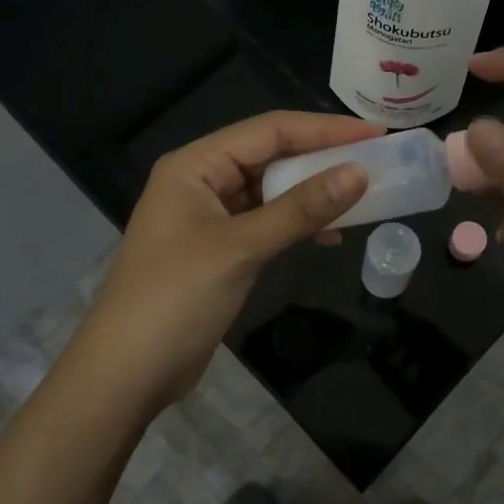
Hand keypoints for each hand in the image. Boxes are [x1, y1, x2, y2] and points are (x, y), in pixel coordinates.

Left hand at [73, 111, 380, 412]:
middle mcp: (202, 181)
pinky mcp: (220, 249)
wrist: (126, 374)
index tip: (375, 134)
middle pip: (271, 156)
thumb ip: (300, 209)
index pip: (269, 131)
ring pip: (272, 190)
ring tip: (363, 195)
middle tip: (376, 160)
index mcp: (196, 165)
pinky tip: (330, 235)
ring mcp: (210, 216)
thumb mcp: (241, 248)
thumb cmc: (176, 298)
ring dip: (313, 192)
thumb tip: (359, 173)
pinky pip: (268, 221)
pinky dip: (298, 224)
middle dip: (322, 158)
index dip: (324, 129)